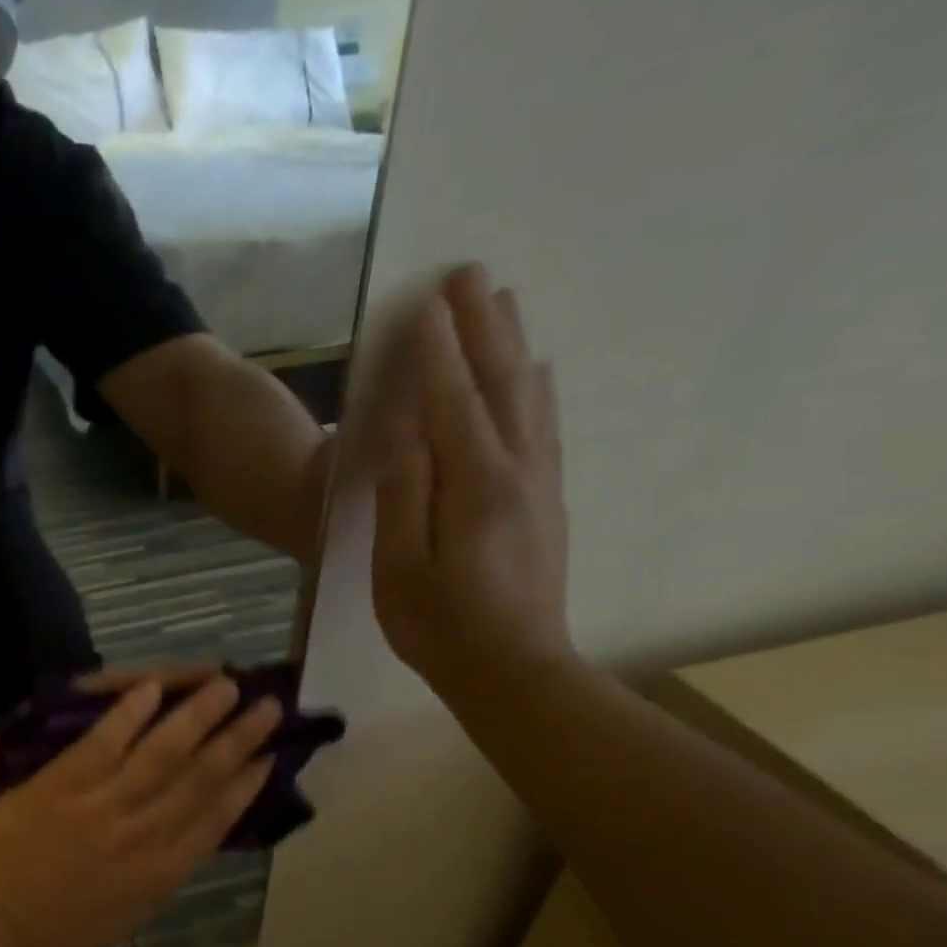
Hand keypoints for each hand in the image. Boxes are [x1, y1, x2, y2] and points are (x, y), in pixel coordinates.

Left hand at [0, 676, 282, 946]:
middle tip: (267, 706)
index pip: (218, 818)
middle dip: (239, 739)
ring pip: (162, 753)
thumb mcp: (135, 908)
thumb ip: (169, 867)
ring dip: (198, 716)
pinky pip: (104, 742)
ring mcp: (103, 806)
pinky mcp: (63, 785)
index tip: (272, 755)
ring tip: (225, 685)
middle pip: (202, 778)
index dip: (249, 783)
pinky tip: (152, 686)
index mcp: (164, 871)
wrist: (0, 922)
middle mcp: (144, 835)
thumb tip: (201, 829)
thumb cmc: (67, 923)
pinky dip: (129, 713)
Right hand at [368, 263, 573, 693]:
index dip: (437, 351)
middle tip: (470, 274)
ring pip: (528, 398)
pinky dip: (537, 389)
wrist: (514, 672)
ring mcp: (540, 485)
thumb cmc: (439, 626)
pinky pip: (545, 428)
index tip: (426, 302)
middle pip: (499, 383)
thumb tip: (407, 429)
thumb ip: (404, 493)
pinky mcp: (547, 503)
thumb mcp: (399, 565)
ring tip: (504, 303)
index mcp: (474, 484)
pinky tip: (535, 373)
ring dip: (513, 346)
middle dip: (482, 327)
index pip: (451, 401)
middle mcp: (518, 470)